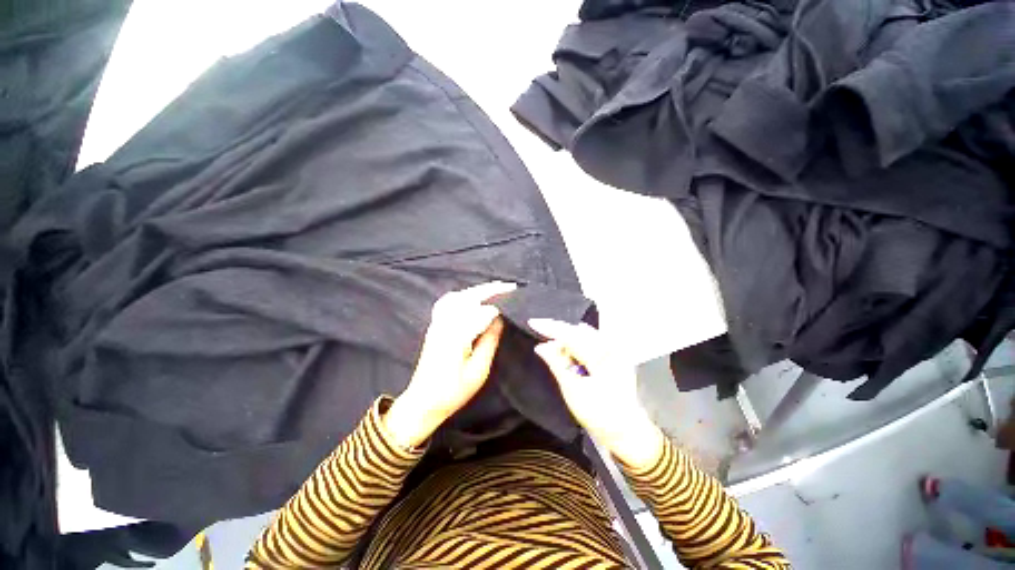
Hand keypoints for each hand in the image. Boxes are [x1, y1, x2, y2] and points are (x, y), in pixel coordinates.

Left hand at [384, 282, 516, 448]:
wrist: (422, 402)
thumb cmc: (453, 391)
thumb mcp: (478, 371)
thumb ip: (489, 341)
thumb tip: (500, 318)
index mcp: (457, 335)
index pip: (481, 310)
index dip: (499, 303)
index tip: (514, 298)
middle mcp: (445, 324)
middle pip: (467, 297)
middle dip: (488, 289)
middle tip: (508, 286)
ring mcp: (437, 323)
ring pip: (456, 297)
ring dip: (475, 290)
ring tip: (494, 289)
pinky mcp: (434, 326)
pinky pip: (446, 302)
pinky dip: (461, 295)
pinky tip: (469, 297)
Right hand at [529, 319, 664, 469]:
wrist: (625, 431)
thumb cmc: (598, 413)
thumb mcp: (573, 390)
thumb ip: (557, 364)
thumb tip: (541, 346)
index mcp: (602, 356)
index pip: (571, 334)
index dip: (550, 327)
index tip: (532, 322)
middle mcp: (611, 347)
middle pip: (578, 332)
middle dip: (558, 333)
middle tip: (540, 337)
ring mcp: (615, 351)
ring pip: (584, 335)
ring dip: (567, 339)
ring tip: (553, 347)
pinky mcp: (614, 356)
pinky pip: (591, 341)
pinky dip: (577, 344)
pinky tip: (569, 351)